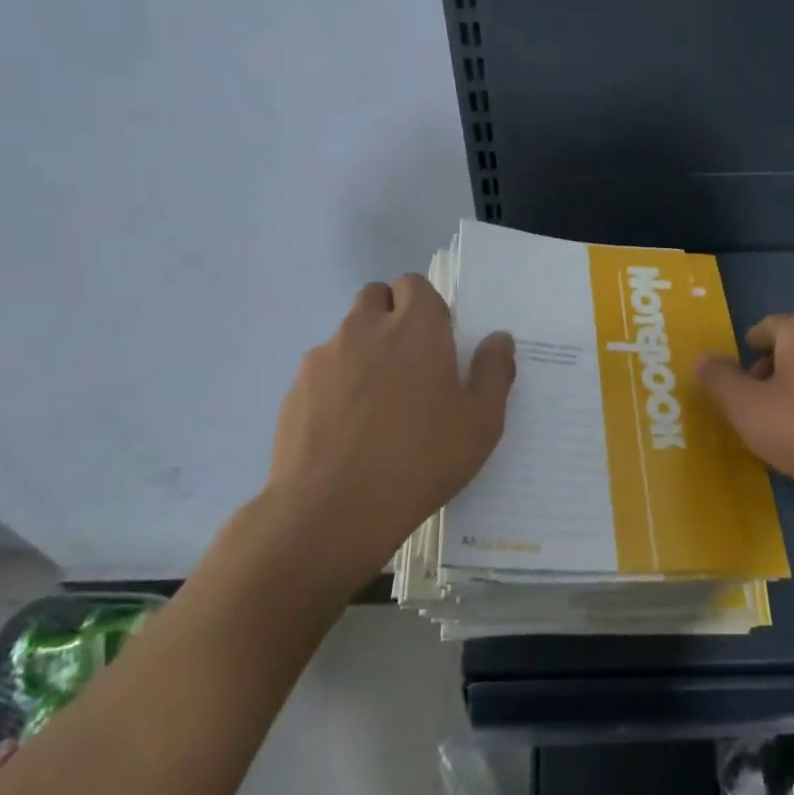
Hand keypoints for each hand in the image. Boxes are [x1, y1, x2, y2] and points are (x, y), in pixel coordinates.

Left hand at [260, 275, 515, 591]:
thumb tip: (498, 338)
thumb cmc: (420, 461)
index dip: (428, 307)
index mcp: (415, 327)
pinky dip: (337, 384)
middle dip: (392, 316)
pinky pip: (322, 370)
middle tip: (410, 365)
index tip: (438, 344)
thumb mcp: (480, 423)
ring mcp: (324, 357)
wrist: (331, 510)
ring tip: (377, 404)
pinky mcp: (296, 388)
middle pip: (376, 297)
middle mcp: (365, 328)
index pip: (415, 284)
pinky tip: (347, 430)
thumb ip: (494, 371)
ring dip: (364, 350)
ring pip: (347, 334)